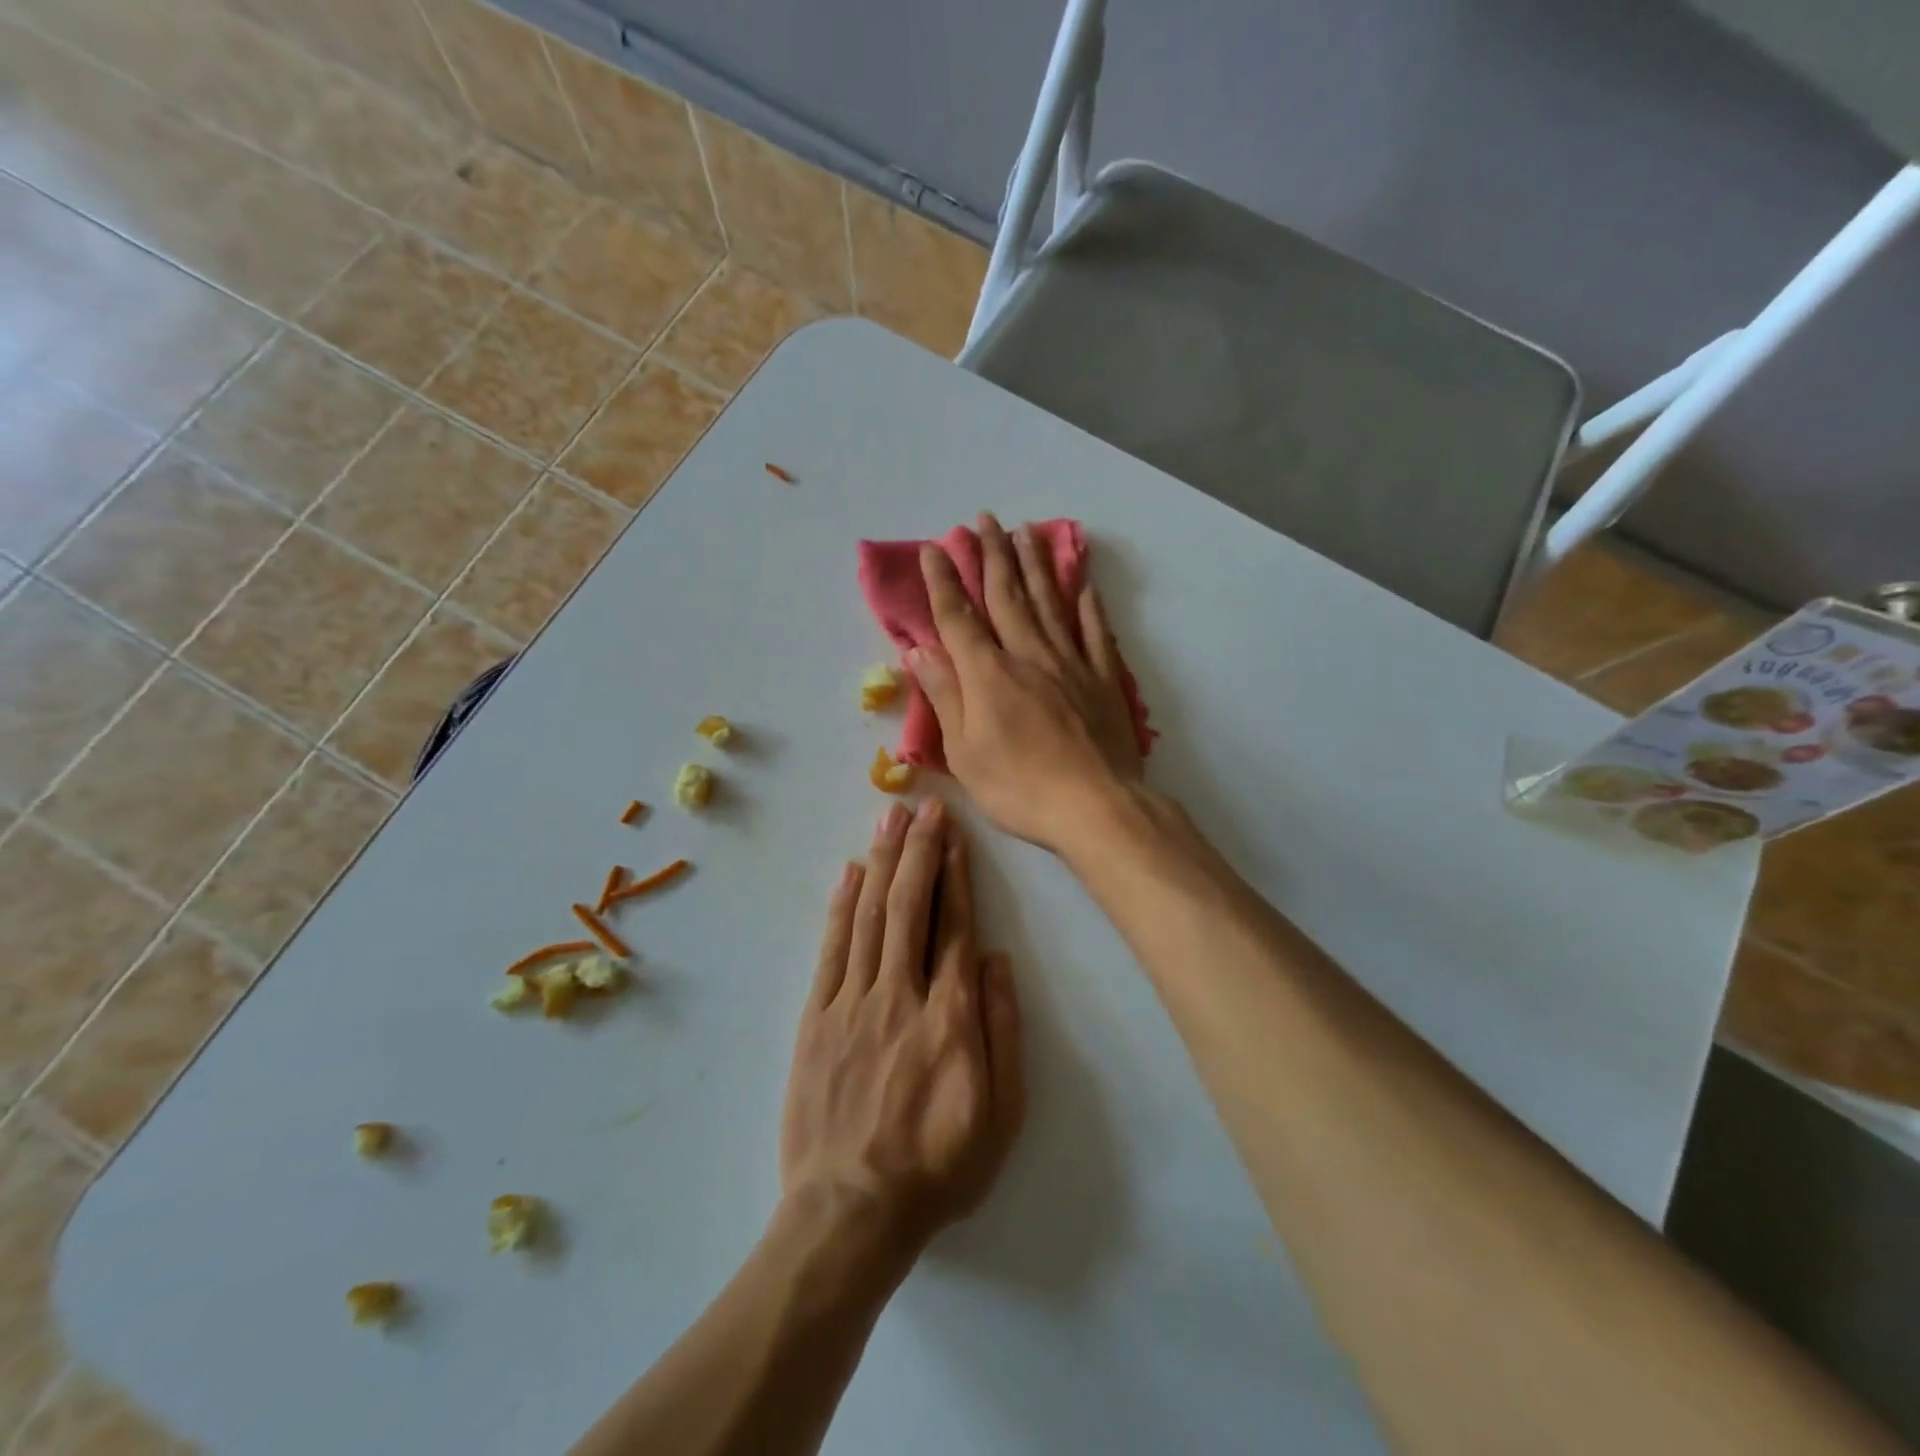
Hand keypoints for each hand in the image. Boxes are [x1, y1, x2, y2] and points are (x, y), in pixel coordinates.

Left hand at [780, 799, 1024, 1264]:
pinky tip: (849, 873)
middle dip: (918, 850)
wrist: (850, 1212)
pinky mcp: (815, 1018)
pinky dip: (840, 906)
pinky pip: (831, 949)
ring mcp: (851, 1003)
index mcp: (949, 1017)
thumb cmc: (937, 1166)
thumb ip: (1003, 1030)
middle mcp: (899, 995)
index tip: (954, 833)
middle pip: (909, 907)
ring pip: (868, 916)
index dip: (955, 874)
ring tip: (890, 818)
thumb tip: (998, 959)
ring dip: (882, 862)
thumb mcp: (1001, 1114)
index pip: (954, 927)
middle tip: (923, 805)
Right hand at [909, 513, 1143, 851]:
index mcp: (988, 674)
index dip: (944, 582)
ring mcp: (1071, 664)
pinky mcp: (1104, 679)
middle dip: (992, 555)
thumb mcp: (964, 752)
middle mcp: (1029, 655)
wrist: (1095, 806)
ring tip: (1026, 532)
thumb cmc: (1019, 787)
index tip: (934, 548)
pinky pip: (1094, 632)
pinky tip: (1083, 585)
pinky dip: (1087, 606)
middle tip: (984, 519)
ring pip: (1050, 602)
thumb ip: (945, 696)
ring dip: (1035, 565)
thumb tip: (920, 650)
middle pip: (1007, 596)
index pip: (959, 618)